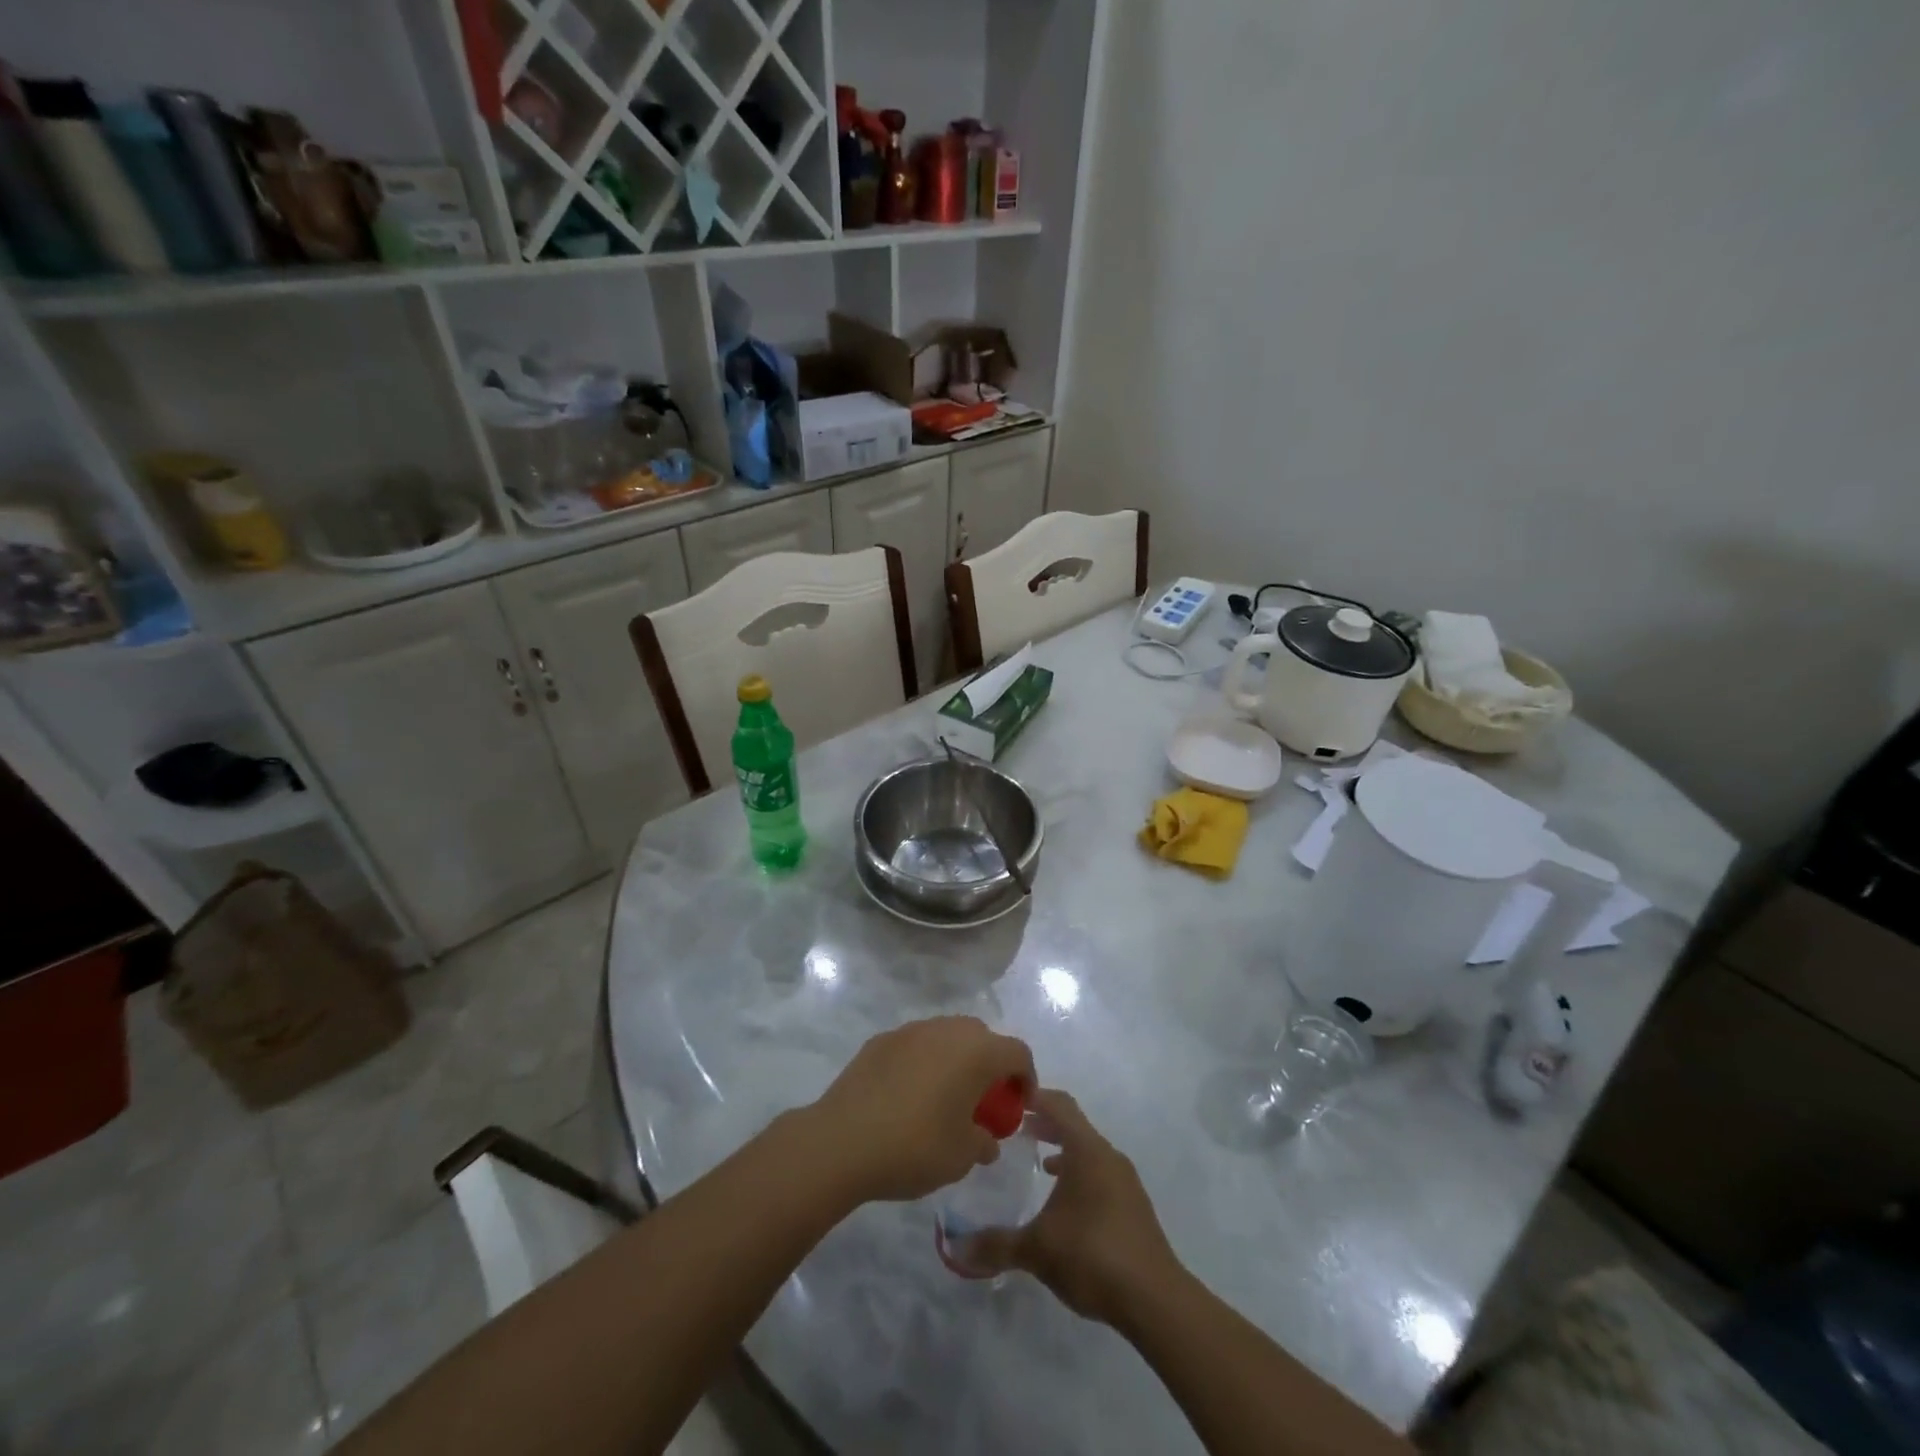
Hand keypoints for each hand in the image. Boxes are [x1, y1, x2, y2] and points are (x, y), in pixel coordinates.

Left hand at [802, 1016, 1035, 1205]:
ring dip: (955, 1060)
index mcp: (977, 1051)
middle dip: (990, 1065)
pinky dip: (924, 1063)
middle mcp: (947, 1029)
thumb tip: (986, 1139)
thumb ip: (984, 1142)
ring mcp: (912, 1030)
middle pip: (983, 1037)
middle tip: (984, 1102)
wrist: (842, 1140)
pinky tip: (909, 1096)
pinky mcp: (881, 1039)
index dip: (1026, 1078)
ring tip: (945, 1098)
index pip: (1018, 1053)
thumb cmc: (915, 1147)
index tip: (1019, 1107)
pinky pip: (916, 1045)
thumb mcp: (962, 1157)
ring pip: (947, 1037)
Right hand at [969, 1089, 1181, 1327]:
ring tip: (1037, 1162)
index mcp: (1087, 1150)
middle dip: (1045, 1123)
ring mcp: (1124, 1181)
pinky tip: (1064, 1203)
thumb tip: (955, 1249)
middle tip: (1015, 1129)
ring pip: (1088, 1151)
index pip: (1059, 1104)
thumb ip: (996, 1244)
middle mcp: (1108, 1156)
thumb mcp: (1037, 1249)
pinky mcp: (1133, 1207)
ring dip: (1063, 1150)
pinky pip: (1099, 1175)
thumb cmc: (1092, 1254)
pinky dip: (1078, 1174)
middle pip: (1074, 1125)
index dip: (1034, 1096)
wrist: (1155, 1299)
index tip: (1009, 1097)